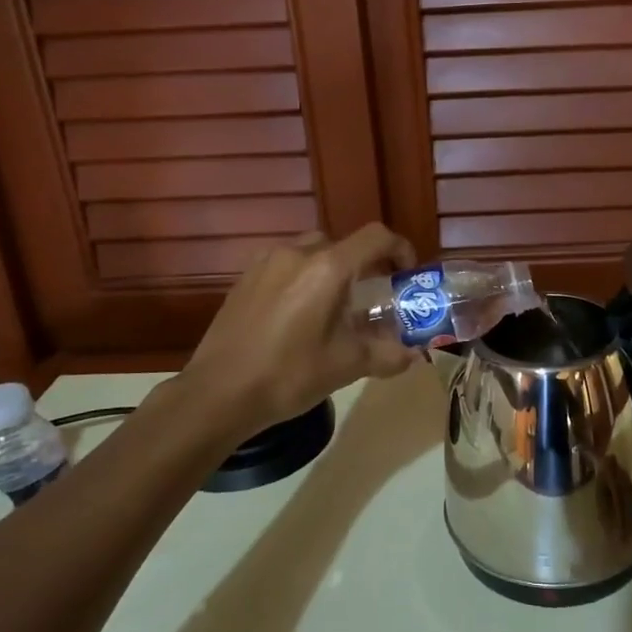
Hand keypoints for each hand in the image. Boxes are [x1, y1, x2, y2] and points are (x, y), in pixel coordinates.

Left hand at [182, 224, 419, 438]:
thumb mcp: (347, 366)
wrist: (218, 393)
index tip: (405, 275)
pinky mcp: (244, 278)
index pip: (376, 238)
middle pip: (343, 245)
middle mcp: (297, 253)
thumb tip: (413, 355)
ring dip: (331, 273)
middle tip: (370, 300)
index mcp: (328, 268)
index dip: (400, 250)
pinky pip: (285, 266)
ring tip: (332, 309)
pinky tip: (297, 317)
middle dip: (363, 267)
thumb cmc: (289, 375)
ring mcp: (266, 263)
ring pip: (312, 253)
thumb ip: (387, 354)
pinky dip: (302, 280)